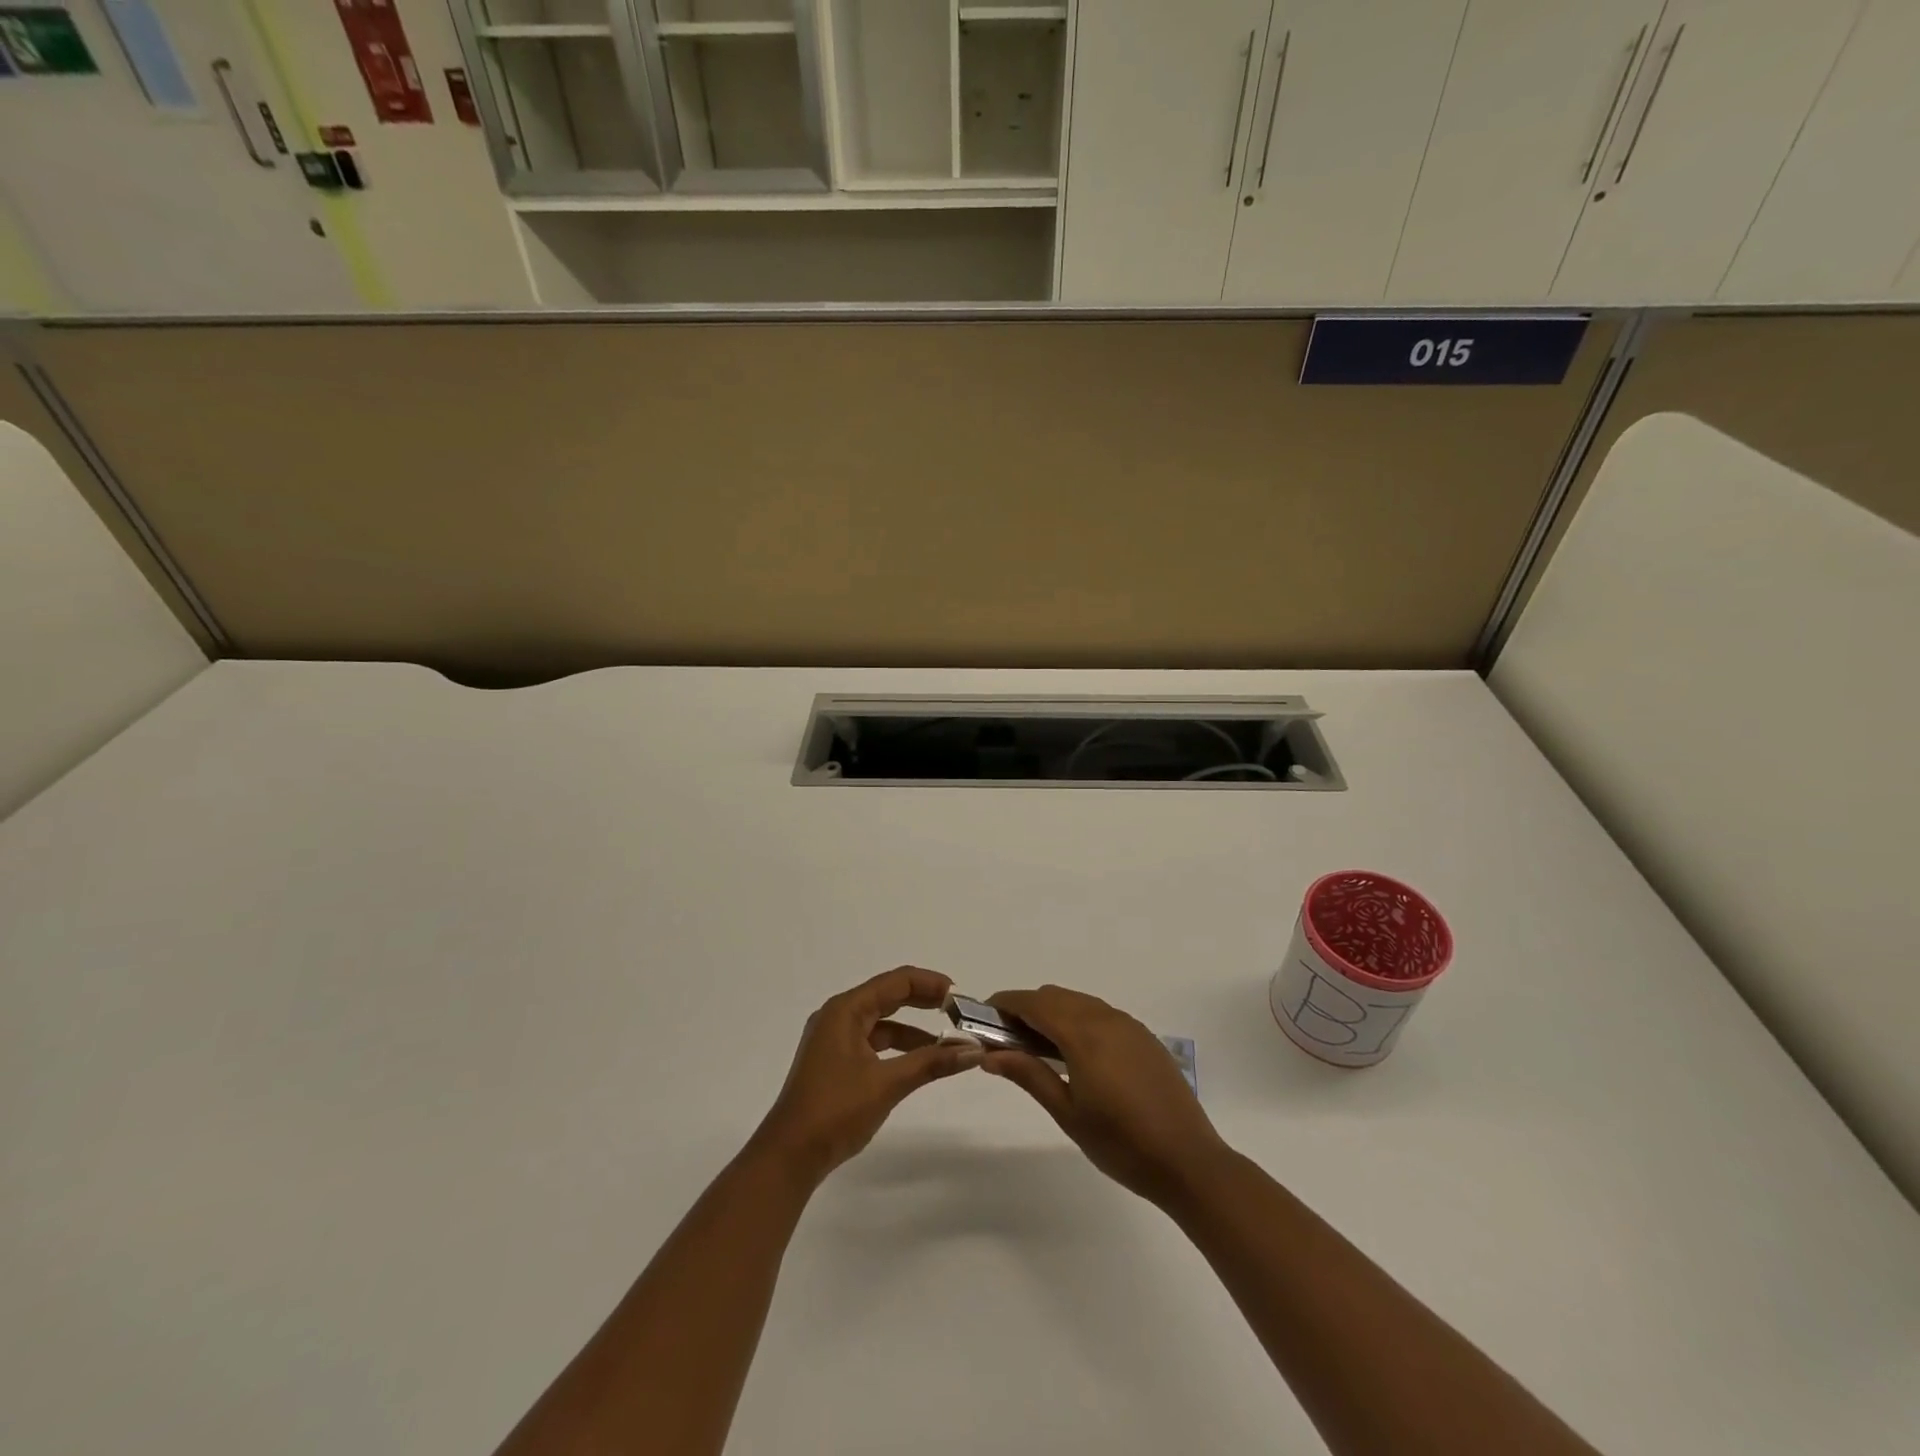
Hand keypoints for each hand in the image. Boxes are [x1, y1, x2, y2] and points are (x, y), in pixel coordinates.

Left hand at [751, 967, 980, 1182]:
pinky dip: (898, 1047)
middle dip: (924, 1001)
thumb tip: (973, 1050)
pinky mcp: (836, 1061)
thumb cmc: (835, 1110)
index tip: (960, 997)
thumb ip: (931, 1063)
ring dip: (913, 1029)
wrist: (789, 1156)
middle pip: (888, 996)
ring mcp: (834, 1039)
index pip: (896, 982)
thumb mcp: (887, 1084)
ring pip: (882, 1021)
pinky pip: (873, 1042)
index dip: (930, 984)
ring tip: (947, 1040)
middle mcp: (838, 1016)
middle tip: (959, 1012)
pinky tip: (919, 1060)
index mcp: (845, 1010)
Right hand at [983, 985, 1229, 1206]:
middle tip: (1006, 1038)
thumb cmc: (1121, 1144)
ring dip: (1053, 1012)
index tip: (982, 1017)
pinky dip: (1078, 1020)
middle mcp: (1106, 1018)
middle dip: (1026, 1008)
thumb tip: (990, 1054)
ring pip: (1079, 1002)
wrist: (1189, 1162)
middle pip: (1055, 996)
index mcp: (1083, 1034)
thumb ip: (1029, 1075)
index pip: (1034, 1003)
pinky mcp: (1144, 1037)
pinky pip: (1101, 1014)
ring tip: (1037, 1047)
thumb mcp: (1068, 1113)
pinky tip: (1076, 1054)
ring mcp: (1129, 1025)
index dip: (1005, 1004)